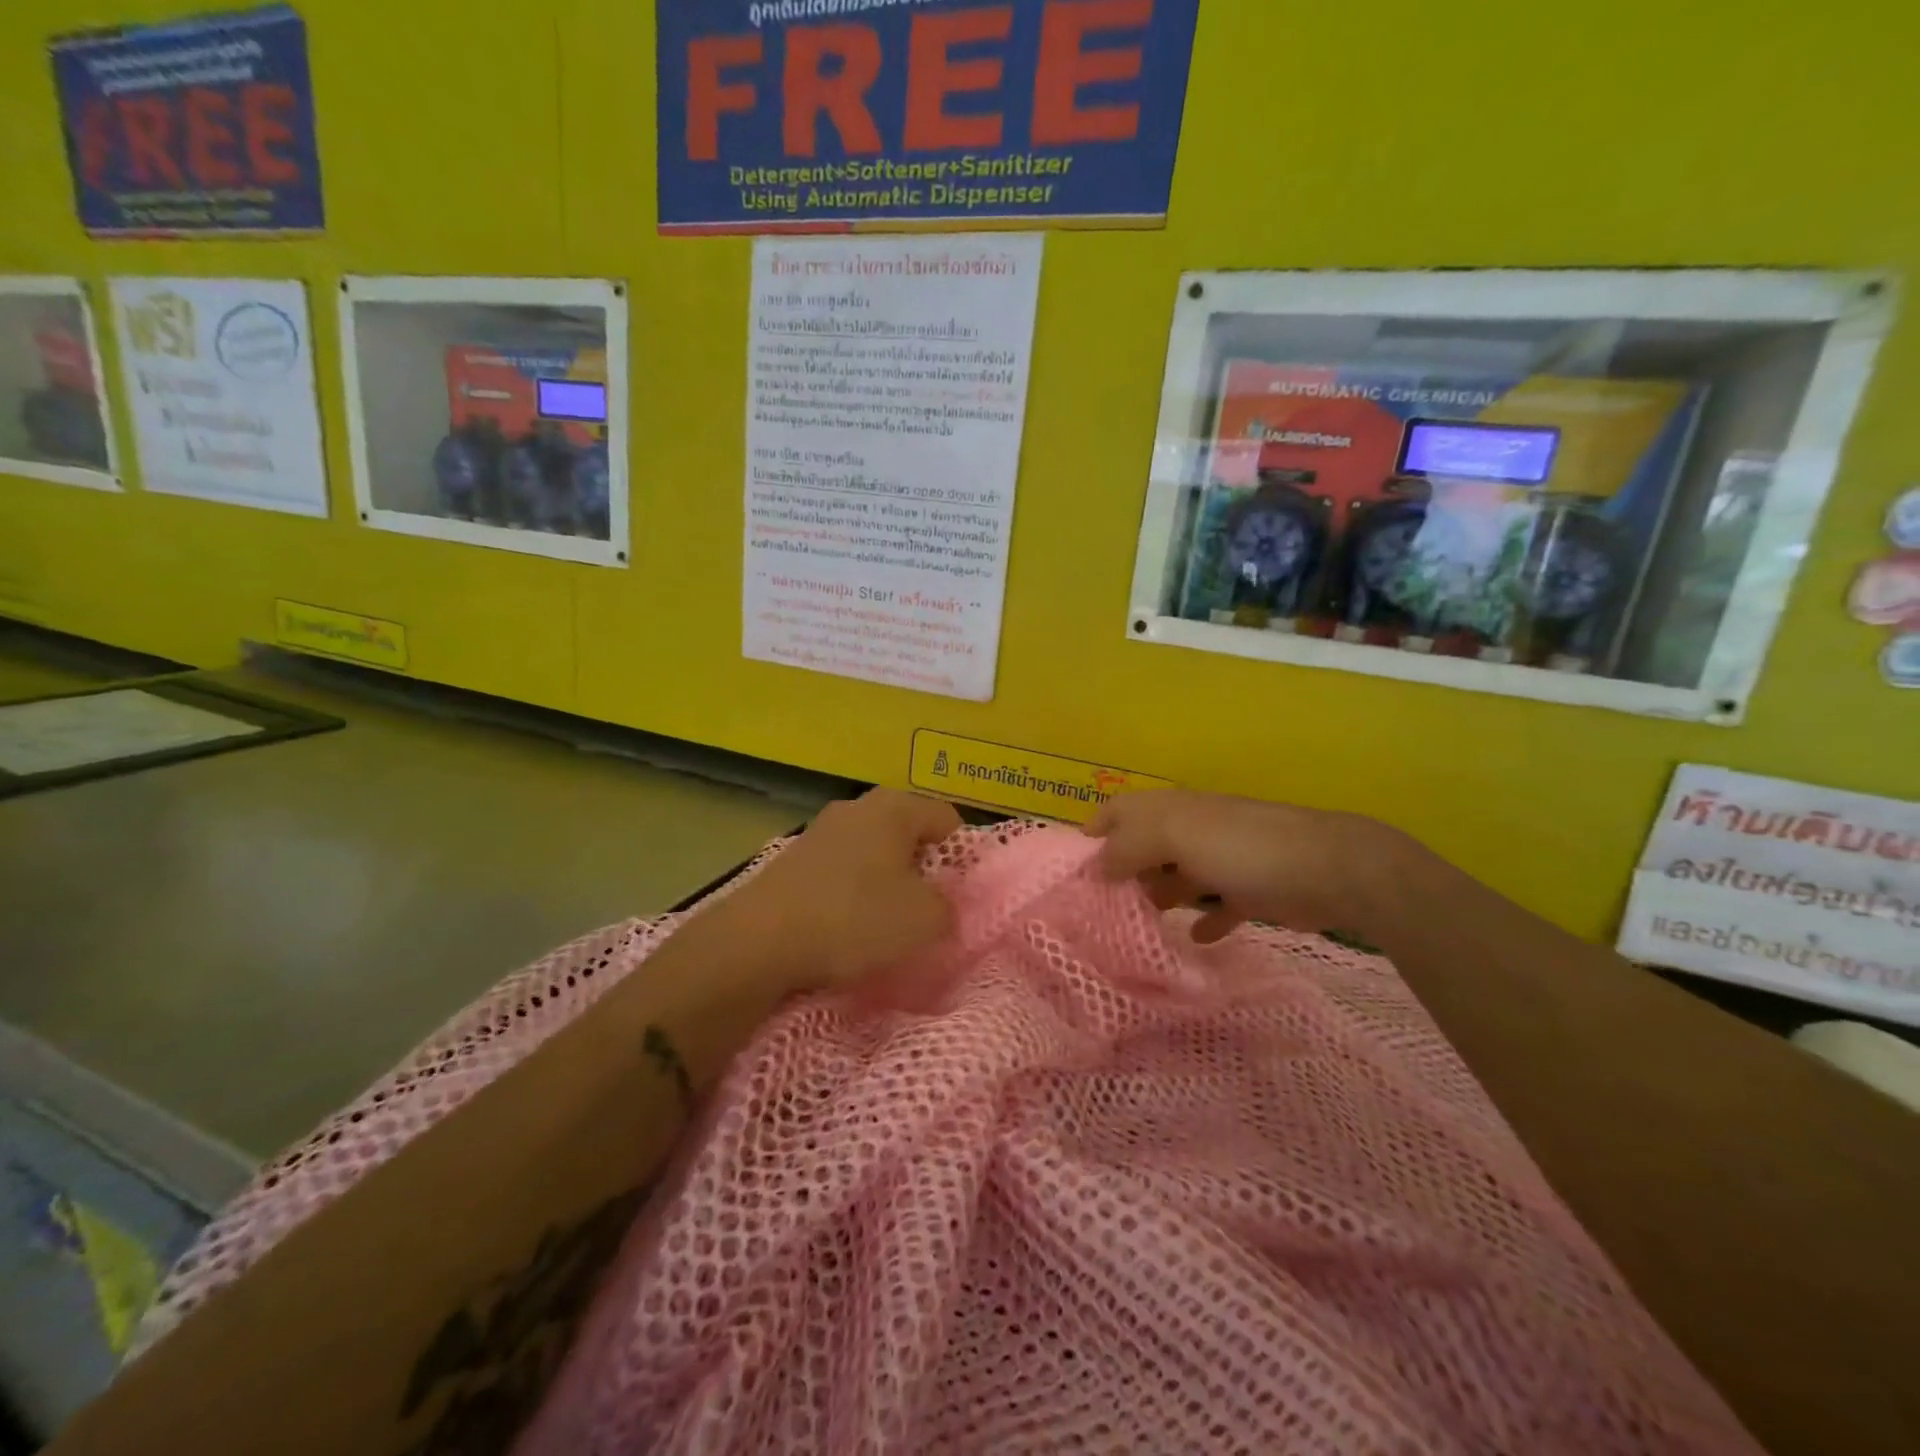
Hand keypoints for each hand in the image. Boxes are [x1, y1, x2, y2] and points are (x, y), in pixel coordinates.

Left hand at [729, 788, 961, 991]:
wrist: (759, 941)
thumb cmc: (854, 918)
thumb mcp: (924, 920)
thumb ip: (949, 907)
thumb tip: (941, 904)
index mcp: (894, 807)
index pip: (947, 818)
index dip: (962, 855)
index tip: (960, 894)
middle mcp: (856, 807)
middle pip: (907, 834)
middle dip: (922, 870)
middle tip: (926, 909)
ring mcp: (819, 832)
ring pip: (872, 854)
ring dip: (884, 883)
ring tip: (885, 924)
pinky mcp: (793, 861)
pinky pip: (839, 873)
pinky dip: (850, 895)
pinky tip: (846, 928)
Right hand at [1085, 789, 1400, 943]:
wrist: (1330, 868)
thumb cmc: (1243, 848)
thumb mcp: (1175, 836)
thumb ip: (1128, 847)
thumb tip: (1095, 868)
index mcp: (1171, 810)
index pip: (1119, 810)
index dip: (1093, 831)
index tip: (1072, 869)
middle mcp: (1193, 829)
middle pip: (1145, 846)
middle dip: (1123, 872)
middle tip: (1100, 908)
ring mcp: (1223, 859)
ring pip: (1177, 876)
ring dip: (1159, 896)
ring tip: (1137, 927)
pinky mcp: (1251, 890)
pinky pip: (1217, 906)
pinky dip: (1204, 920)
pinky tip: (1195, 938)